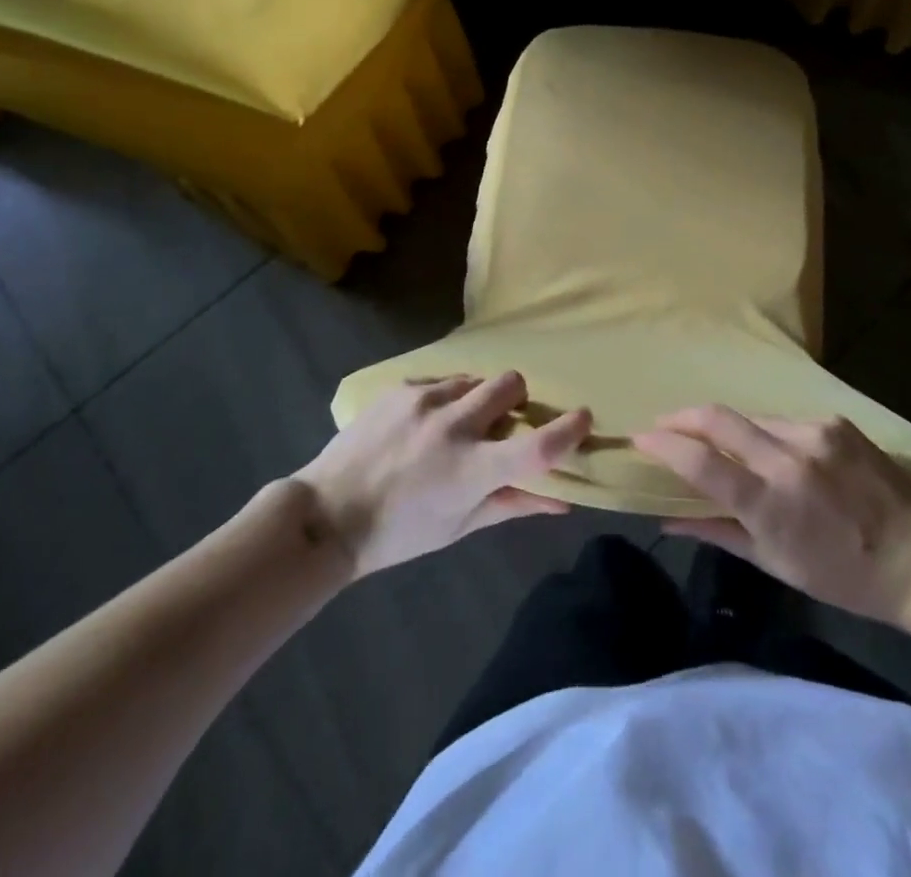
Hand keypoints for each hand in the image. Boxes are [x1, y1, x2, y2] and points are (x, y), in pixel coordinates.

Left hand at [296, 372, 590, 579]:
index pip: (536, 446)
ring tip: (457, 423)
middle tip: (503, 420)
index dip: (568, 429)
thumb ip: (513, 504)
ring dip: (478, 397)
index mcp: (471, 470)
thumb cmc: (399, 532)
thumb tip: (563, 500)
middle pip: (510, 384)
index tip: (583, 417)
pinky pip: (440, 381)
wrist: (327, 514)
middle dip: (517, 398)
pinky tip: (424, 423)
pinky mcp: (400, 389)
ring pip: (475, 378)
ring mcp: (423, 402)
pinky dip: (445, 397)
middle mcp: (452, 427)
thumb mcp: (459, 526)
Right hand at [633, 405, 910, 625]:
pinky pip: (786, 422)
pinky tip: (779, 455)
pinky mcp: (834, 421)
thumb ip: (718, 531)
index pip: (701, 462)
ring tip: (724, 447)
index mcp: (770, 501)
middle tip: (663, 425)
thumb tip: (668, 517)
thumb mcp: (774, 563)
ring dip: (730, 430)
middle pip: (718, 417)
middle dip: (682, 417)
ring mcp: (814, 432)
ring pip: (752, 418)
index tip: (641, 439)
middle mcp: (788, 457)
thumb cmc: (841, 575)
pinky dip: (770, 435)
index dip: (664, 446)